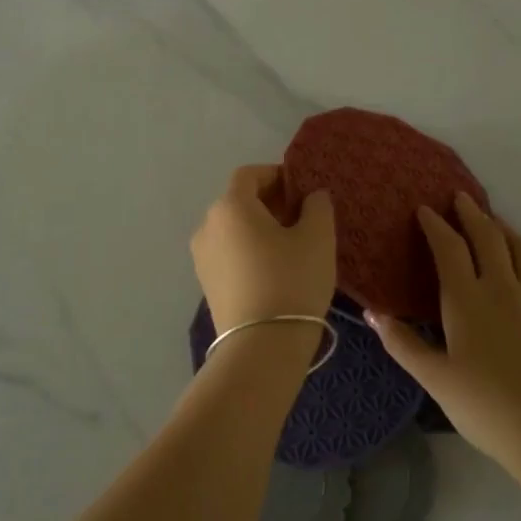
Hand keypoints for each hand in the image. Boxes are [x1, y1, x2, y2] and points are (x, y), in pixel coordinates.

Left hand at [191, 165, 336, 334]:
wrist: (262, 346)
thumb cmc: (292, 280)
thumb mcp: (318, 238)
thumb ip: (317, 206)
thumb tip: (312, 196)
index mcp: (230, 206)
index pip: (249, 174)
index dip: (276, 175)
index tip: (302, 190)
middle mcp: (207, 226)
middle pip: (239, 201)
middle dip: (270, 203)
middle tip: (302, 218)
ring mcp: (202, 258)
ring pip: (233, 230)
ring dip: (259, 229)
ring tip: (291, 247)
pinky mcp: (206, 285)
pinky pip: (230, 254)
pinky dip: (249, 252)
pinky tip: (275, 271)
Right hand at [367, 194, 520, 472]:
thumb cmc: (485, 406)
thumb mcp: (435, 378)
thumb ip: (403, 343)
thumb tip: (373, 313)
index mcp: (467, 299)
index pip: (449, 248)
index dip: (435, 226)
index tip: (424, 210)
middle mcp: (502, 286)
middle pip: (487, 236)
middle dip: (470, 213)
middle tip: (459, 198)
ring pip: (519, 247)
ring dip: (502, 227)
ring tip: (492, 219)